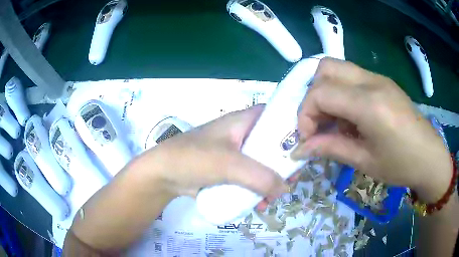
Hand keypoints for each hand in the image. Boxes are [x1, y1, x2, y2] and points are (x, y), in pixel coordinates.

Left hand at [149, 104, 287, 199]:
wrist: (163, 174)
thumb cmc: (194, 158)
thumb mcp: (229, 164)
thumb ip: (260, 177)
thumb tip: (285, 189)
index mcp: (243, 121)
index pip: (274, 117)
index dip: (291, 130)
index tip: (302, 150)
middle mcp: (242, 134)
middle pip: (271, 144)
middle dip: (283, 164)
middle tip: (291, 181)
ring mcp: (235, 153)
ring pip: (262, 164)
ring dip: (270, 181)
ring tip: (273, 199)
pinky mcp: (228, 170)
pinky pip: (249, 177)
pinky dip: (256, 189)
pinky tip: (259, 204)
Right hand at [291, 58, 451, 201]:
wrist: (430, 156)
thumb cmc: (401, 165)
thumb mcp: (364, 161)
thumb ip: (331, 148)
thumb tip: (300, 149)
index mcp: (370, 104)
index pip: (320, 92)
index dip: (305, 114)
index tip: (308, 138)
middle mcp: (372, 81)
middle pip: (325, 68)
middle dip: (313, 95)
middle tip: (318, 122)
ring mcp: (378, 77)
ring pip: (337, 68)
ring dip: (327, 91)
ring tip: (334, 121)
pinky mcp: (383, 81)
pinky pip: (352, 76)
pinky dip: (341, 92)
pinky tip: (351, 117)